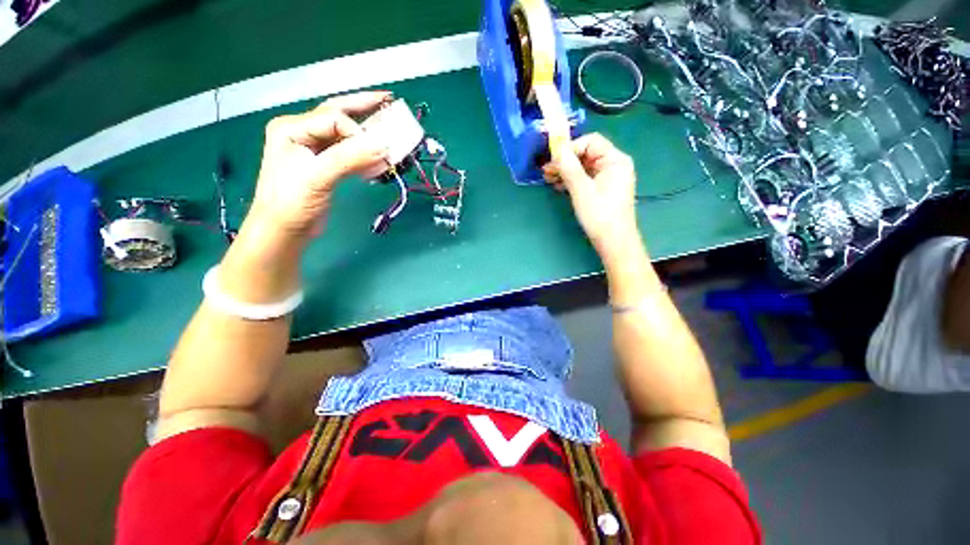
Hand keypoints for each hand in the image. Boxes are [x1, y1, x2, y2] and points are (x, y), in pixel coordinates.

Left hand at [246, 91, 391, 238]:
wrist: (284, 231)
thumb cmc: (291, 202)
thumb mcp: (318, 176)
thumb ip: (350, 158)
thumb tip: (383, 145)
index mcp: (292, 128)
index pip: (333, 120)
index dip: (358, 132)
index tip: (377, 151)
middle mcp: (302, 134)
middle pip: (337, 115)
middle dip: (362, 108)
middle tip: (387, 99)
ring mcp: (313, 151)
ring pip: (345, 136)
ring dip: (367, 135)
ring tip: (387, 128)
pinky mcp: (325, 167)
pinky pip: (348, 155)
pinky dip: (364, 156)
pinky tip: (377, 158)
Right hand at [543, 133, 639, 255]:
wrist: (613, 242)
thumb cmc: (600, 215)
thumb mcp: (581, 190)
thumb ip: (569, 167)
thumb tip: (557, 148)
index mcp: (615, 160)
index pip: (590, 142)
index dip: (570, 148)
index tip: (553, 161)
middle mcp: (613, 165)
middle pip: (586, 154)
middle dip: (565, 161)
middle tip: (546, 172)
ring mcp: (608, 178)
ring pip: (583, 167)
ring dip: (566, 171)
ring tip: (549, 179)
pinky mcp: (602, 189)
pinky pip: (585, 178)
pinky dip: (571, 180)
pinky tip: (558, 186)